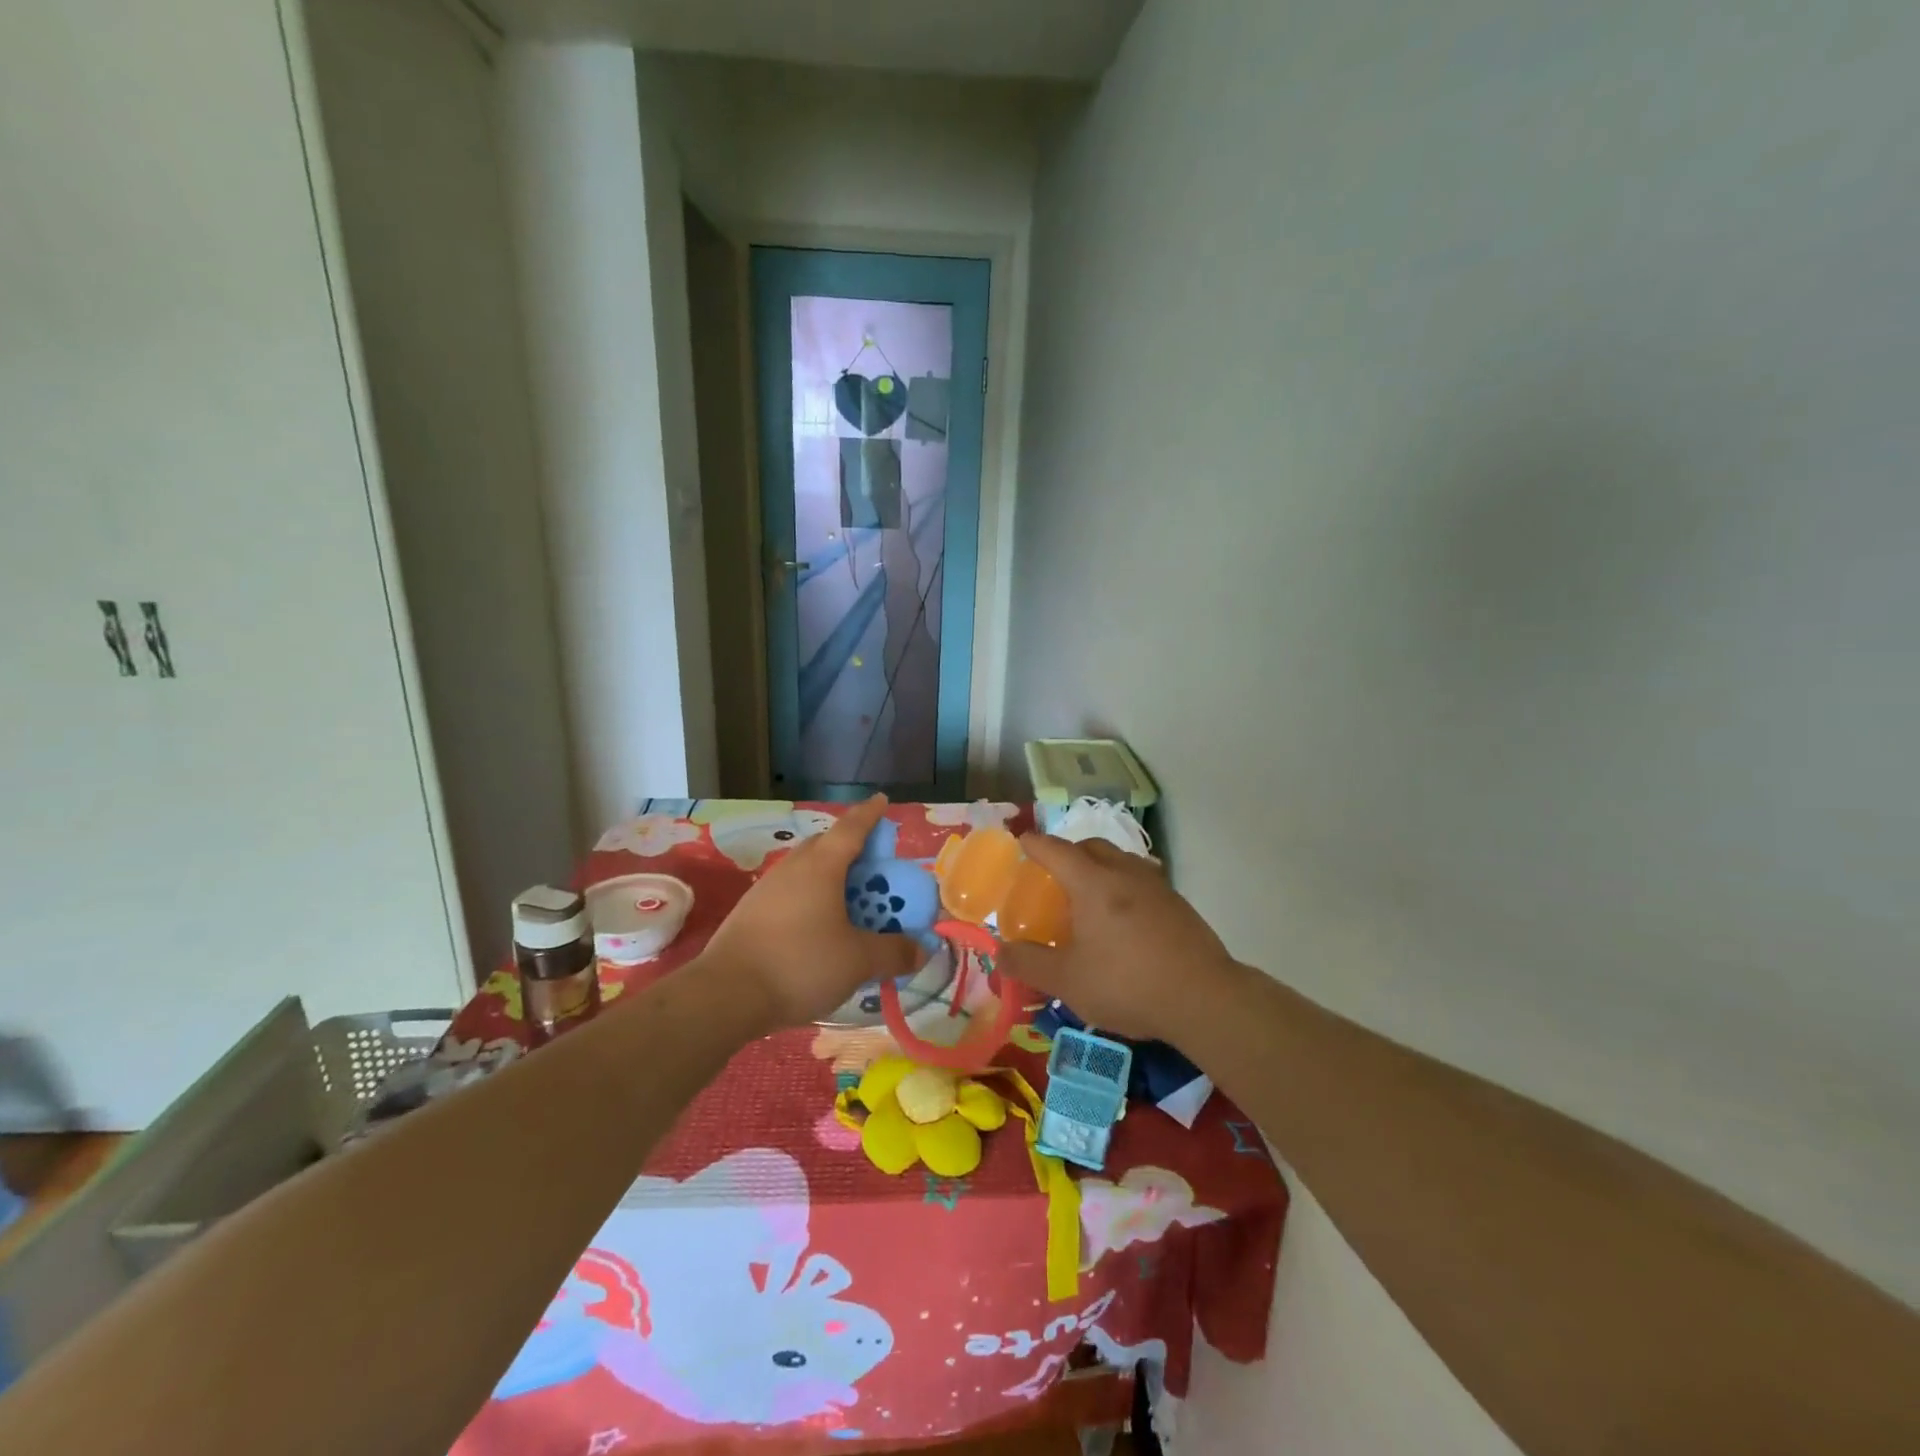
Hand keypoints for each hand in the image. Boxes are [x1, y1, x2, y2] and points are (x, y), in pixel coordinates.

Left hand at [700, 795, 920, 1031]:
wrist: (726, 994)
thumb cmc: (800, 963)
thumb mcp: (857, 961)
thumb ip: (893, 952)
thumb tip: (923, 950)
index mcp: (822, 866)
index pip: (852, 828)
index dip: (870, 814)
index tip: (882, 800)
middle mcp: (793, 868)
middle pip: (826, 846)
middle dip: (852, 848)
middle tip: (873, 864)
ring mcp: (767, 889)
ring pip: (806, 870)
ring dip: (830, 877)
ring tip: (849, 899)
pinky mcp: (751, 913)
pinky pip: (791, 893)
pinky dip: (811, 899)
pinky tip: (817, 926)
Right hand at [998, 836, 1239, 1042]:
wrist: (1204, 998)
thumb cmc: (1127, 984)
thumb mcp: (1067, 981)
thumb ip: (1029, 963)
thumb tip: (999, 952)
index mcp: (1092, 883)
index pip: (1054, 849)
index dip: (1033, 844)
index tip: (1020, 843)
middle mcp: (1124, 872)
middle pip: (1090, 846)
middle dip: (1067, 852)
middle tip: (1053, 876)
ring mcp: (1156, 885)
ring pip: (1120, 859)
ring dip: (1099, 866)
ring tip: (1088, 897)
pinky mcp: (1178, 903)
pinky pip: (1141, 879)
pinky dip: (1122, 885)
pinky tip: (1123, 918)